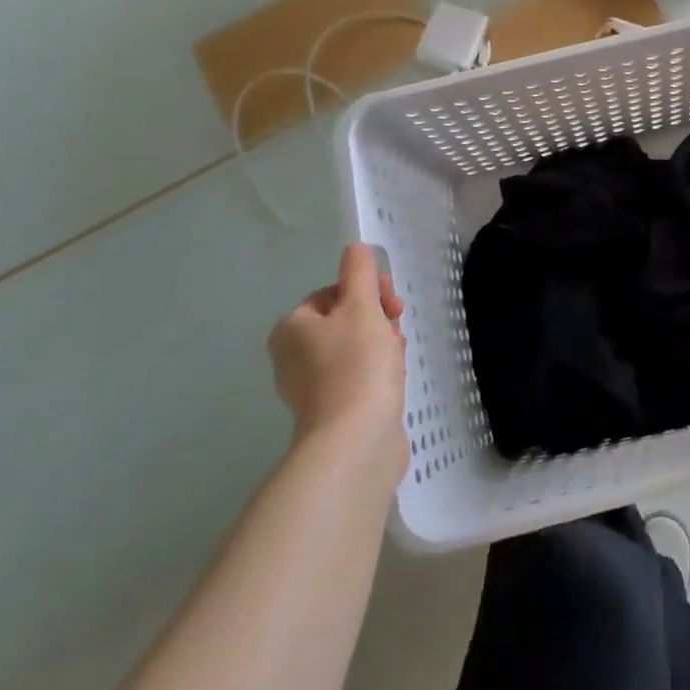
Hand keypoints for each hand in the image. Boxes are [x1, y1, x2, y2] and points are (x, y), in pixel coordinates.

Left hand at [268, 244, 407, 476]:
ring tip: (398, 355)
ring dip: (381, 344)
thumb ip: (360, 272)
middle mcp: (292, 357)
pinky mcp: (332, 413)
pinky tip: (394, 378)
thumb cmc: (357, 364)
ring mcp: (311, 389)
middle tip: (398, 325)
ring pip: (354, 350)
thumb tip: (355, 248)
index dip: (365, 291)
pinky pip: (358, 378)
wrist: (357, 440)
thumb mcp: (361, 306)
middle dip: (376, 318)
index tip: (392, 301)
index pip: (331, 294)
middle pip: (343, 321)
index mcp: (291, 328)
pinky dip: (377, 372)